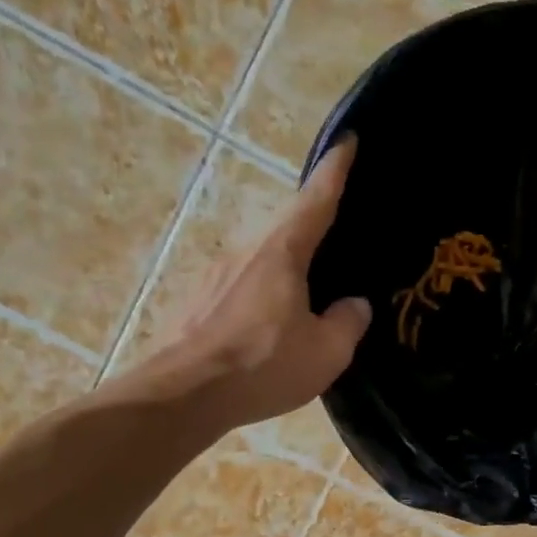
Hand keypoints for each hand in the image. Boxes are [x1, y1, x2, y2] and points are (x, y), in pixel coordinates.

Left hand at [134, 138, 371, 429]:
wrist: (182, 395)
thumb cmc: (262, 366)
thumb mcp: (326, 351)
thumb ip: (348, 322)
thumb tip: (354, 305)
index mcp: (281, 253)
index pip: (315, 200)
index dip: (335, 171)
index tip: (347, 141)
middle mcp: (244, 251)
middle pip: (285, 227)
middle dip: (311, 224)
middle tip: (337, 232)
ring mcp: (214, 275)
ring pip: (261, 259)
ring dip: (286, 267)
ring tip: (308, 289)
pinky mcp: (196, 303)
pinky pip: (241, 287)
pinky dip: (263, 294)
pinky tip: (271, 324)